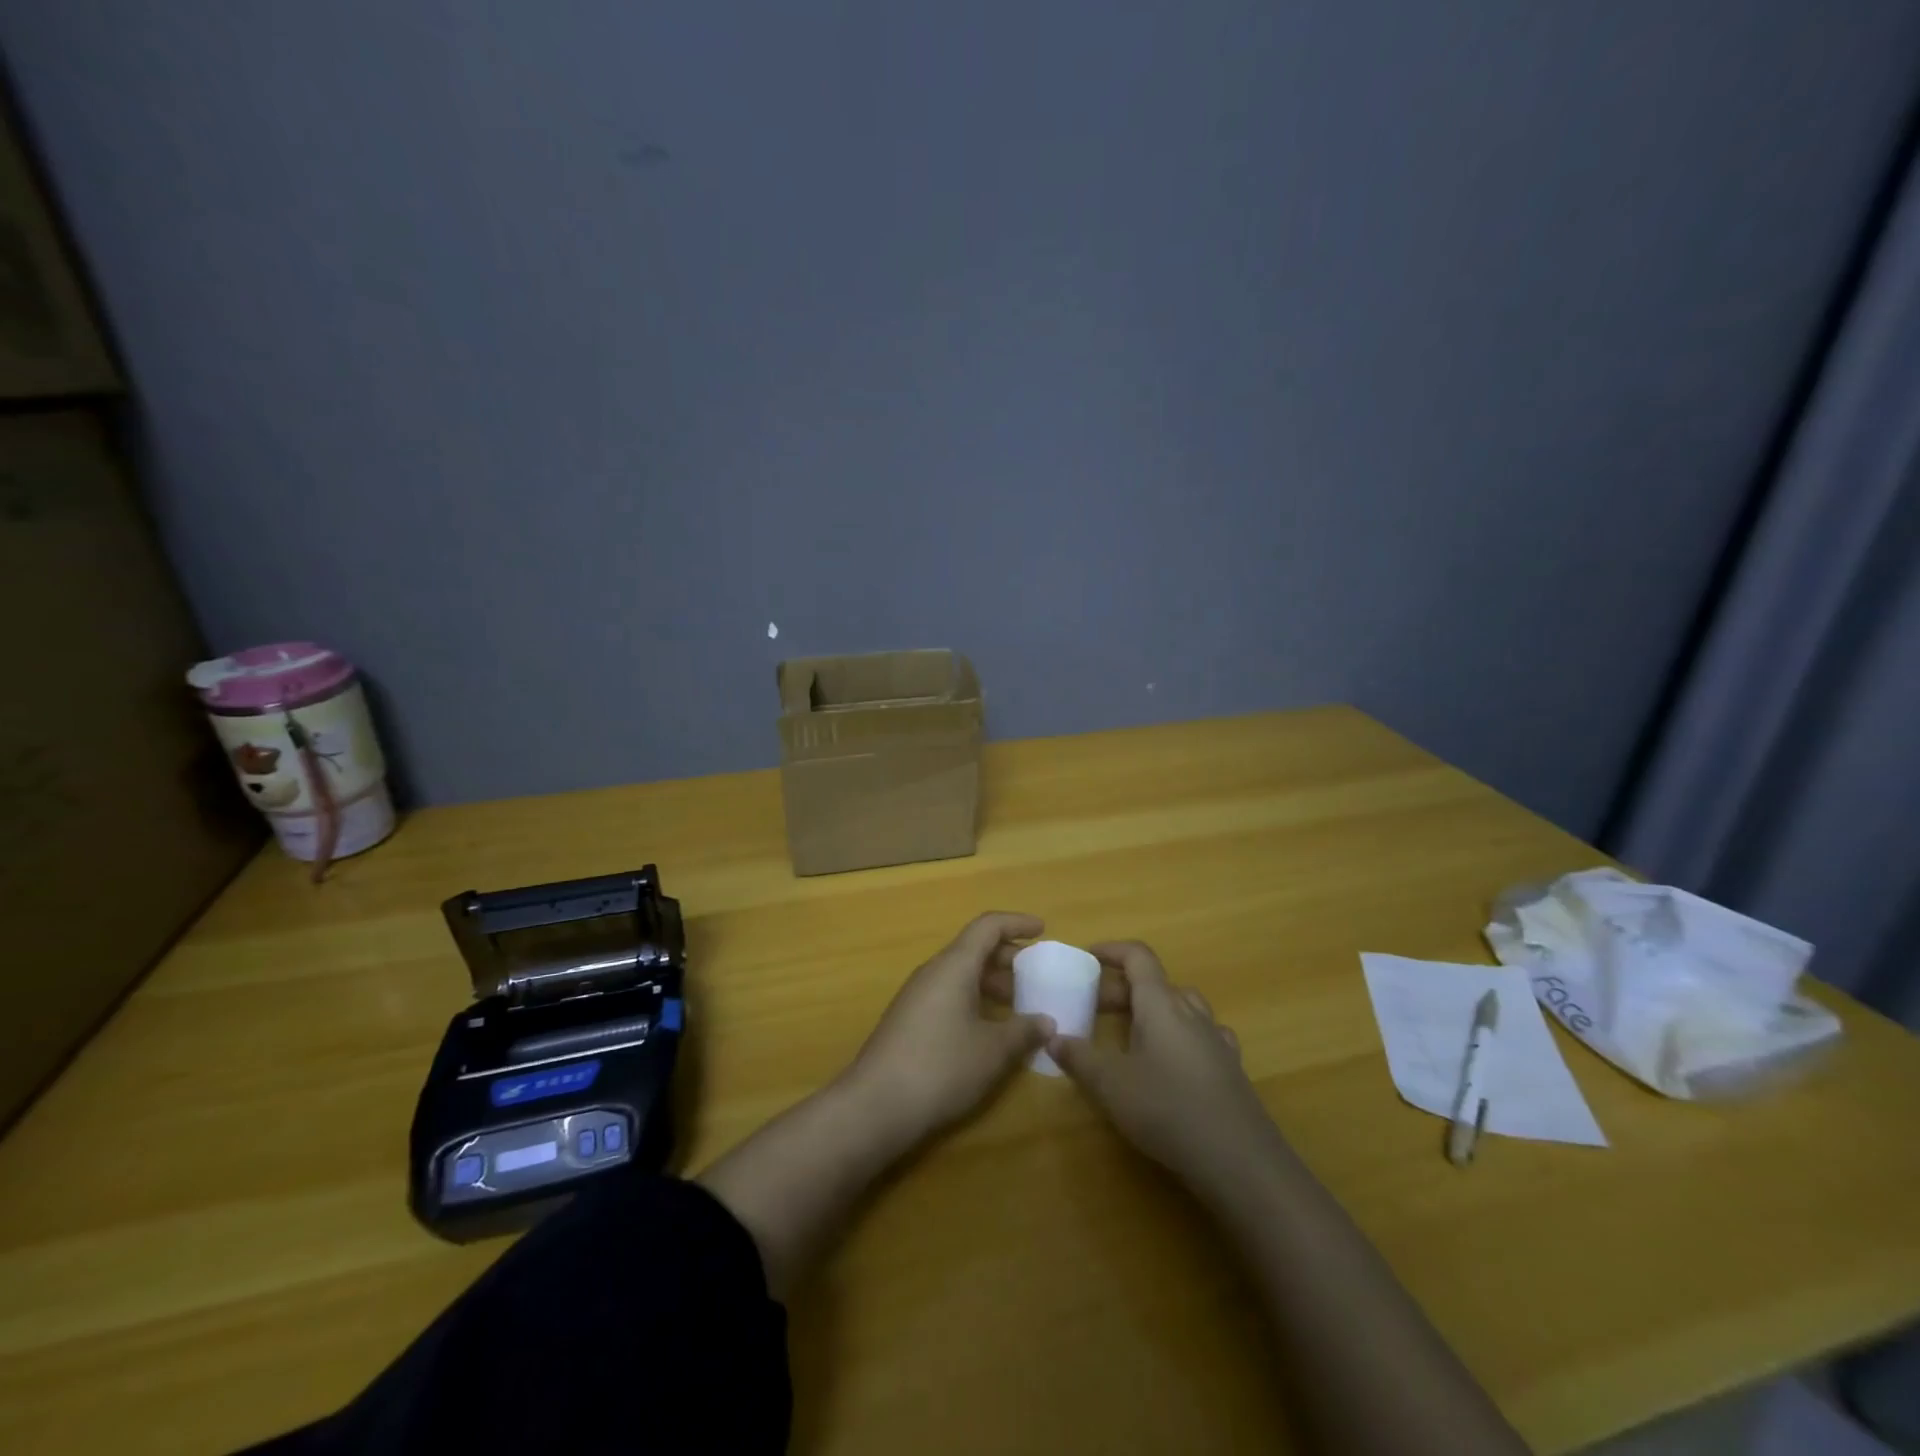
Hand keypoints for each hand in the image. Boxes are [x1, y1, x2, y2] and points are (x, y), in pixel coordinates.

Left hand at [843, 912, 1054, 1147]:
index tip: (1042, 930)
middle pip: (974, 949)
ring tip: (1019, 1007)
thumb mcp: (992, 1051)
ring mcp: (917, 996)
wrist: (874, 1106)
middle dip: (1008, 958)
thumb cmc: (940, 1067)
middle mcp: (933, 972)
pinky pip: (949, 995)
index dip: (1017, 923)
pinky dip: (974, 1001)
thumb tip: (1046, 1021)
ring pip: (960, 974)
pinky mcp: (909, 1021)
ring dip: (991, 983)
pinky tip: (989, 1032)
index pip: (988, 926)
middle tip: (1036, 977)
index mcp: (954, 965)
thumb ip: (1023, 1031)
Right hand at [1048, 941, 1288, 1198]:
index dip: (1112, 950)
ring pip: (1182, 1006)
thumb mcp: (1111, 1085)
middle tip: (1094, 1008)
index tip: (1088, 957)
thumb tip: (1053, 1038)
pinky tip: (1175, 1058)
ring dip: (1154, 1009)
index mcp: (1160, 1004)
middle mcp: (1191, 1012)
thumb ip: (1079, 1058)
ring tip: (1132, 1030)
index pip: (1138, 957)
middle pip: (1156, 983)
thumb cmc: (1168, 1109)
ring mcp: (1216, 1039)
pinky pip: (1203, 1034)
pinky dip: (1182, 1035)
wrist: (1240, 1160)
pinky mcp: (1231, 1067)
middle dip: (1123, 988)